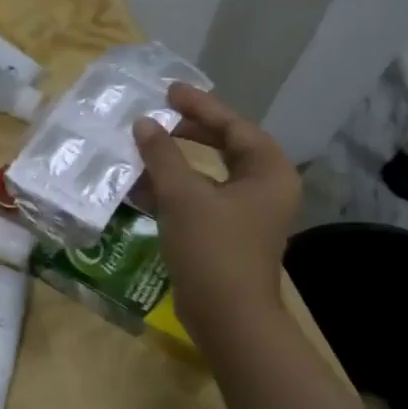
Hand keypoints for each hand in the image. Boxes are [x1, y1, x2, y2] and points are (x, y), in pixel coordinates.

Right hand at [133, 84, 301, 354]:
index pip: (233, 126)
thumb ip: (162, 154)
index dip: (199, 106)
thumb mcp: (182, 195)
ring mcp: (247, 213)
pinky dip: (173, 190)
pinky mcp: (227, 233)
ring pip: (208, 174)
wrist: (227, 318)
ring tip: (142, 145)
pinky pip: (200, 199)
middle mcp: (264, 187)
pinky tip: (140, 185)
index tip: (168, 91)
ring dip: (174, 162)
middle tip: (157, 114)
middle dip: (188, 132)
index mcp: (268, 171)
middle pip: (224, 146)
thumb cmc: (213, 248)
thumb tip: (143, 123)